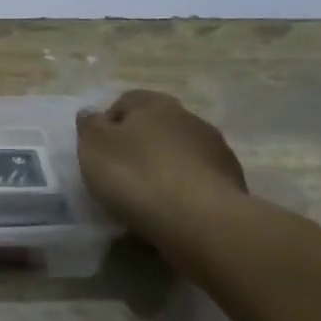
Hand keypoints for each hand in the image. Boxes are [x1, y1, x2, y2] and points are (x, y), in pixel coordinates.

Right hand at [77, 91, 247, 248]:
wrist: (200, 219)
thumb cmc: (137, 176)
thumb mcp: (95, 148)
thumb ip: (89, 125)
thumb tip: (91, 112)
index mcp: (154, 104)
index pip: (125, 102)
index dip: (108, 124)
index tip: (98, 153)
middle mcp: (189, 117)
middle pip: (156, 126)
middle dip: (139, 145)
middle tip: (120, 174)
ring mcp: (215, 149)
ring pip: (179, 152)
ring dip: (164, 167)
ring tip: (147, 197)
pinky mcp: (231, 180)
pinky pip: (197, 178)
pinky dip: (184, 189)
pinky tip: (172, 210)